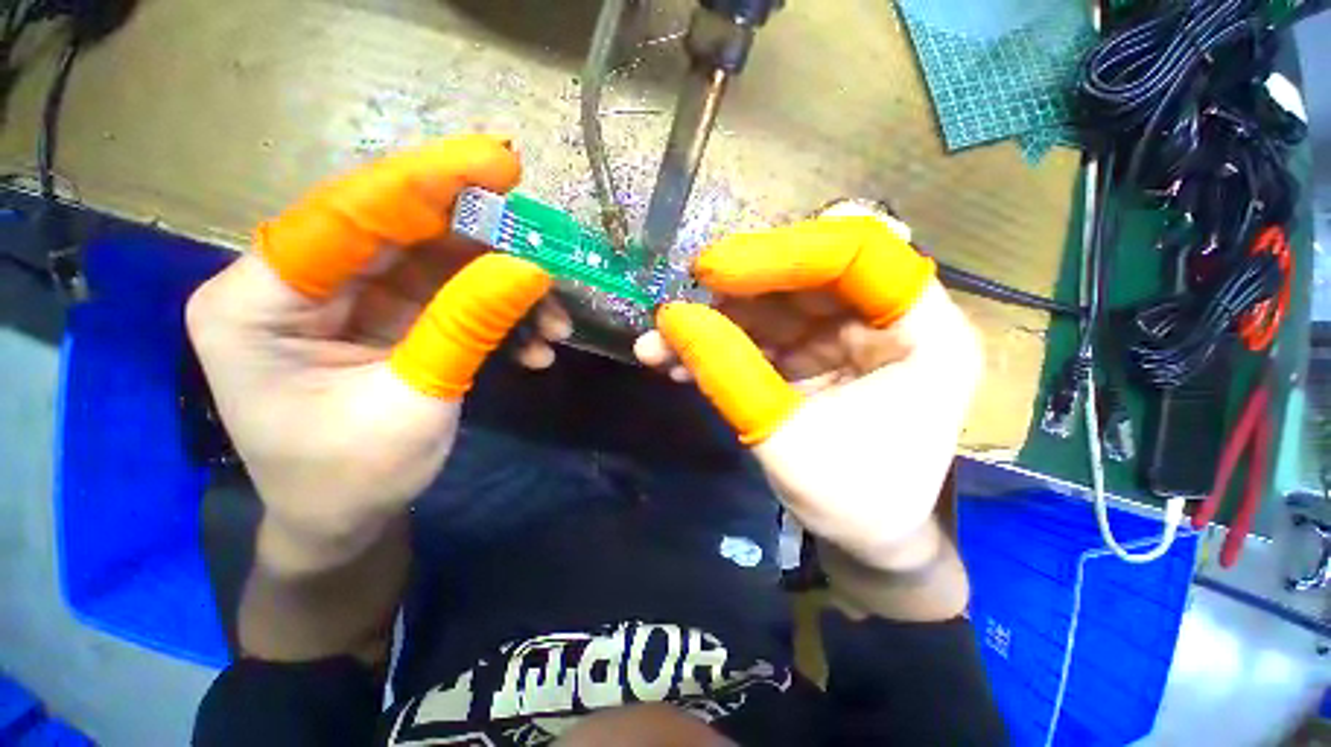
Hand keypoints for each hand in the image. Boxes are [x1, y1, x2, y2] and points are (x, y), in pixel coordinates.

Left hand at [186, 136, 553, 571]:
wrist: (345, 522)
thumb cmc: (353, 478)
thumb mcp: (416, 402)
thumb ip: (468, 325)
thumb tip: (530, 267)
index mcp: (258, 301)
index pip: (348, 215)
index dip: (428, 183)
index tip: (500, 162)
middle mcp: (297, 284)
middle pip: (403, 234)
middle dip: (486, 245)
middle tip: (548, 249)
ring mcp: (347, 298)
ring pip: (440, 267)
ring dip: (506, 293)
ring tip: (554, 327)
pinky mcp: (387, 317)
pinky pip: (451, 298)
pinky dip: (498, 317)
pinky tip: (534, 347)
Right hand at [636, 216, 982, 575]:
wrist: (870, 540)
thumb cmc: (855, 502)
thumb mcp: (788, 443)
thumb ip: (730, 376)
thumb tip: (672, 319)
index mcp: (923, 333)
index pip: (857, 254)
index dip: (782, 254)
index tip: (713, 271)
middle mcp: (886, 320)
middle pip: (803, 275)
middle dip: (733, 292)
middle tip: (676, 309)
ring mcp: (845, 335)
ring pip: (771, 305)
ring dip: (712, 323)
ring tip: (659, 345)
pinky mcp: (812, 354)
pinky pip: (761, 335)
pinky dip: (718, 346)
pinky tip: (677, 363)